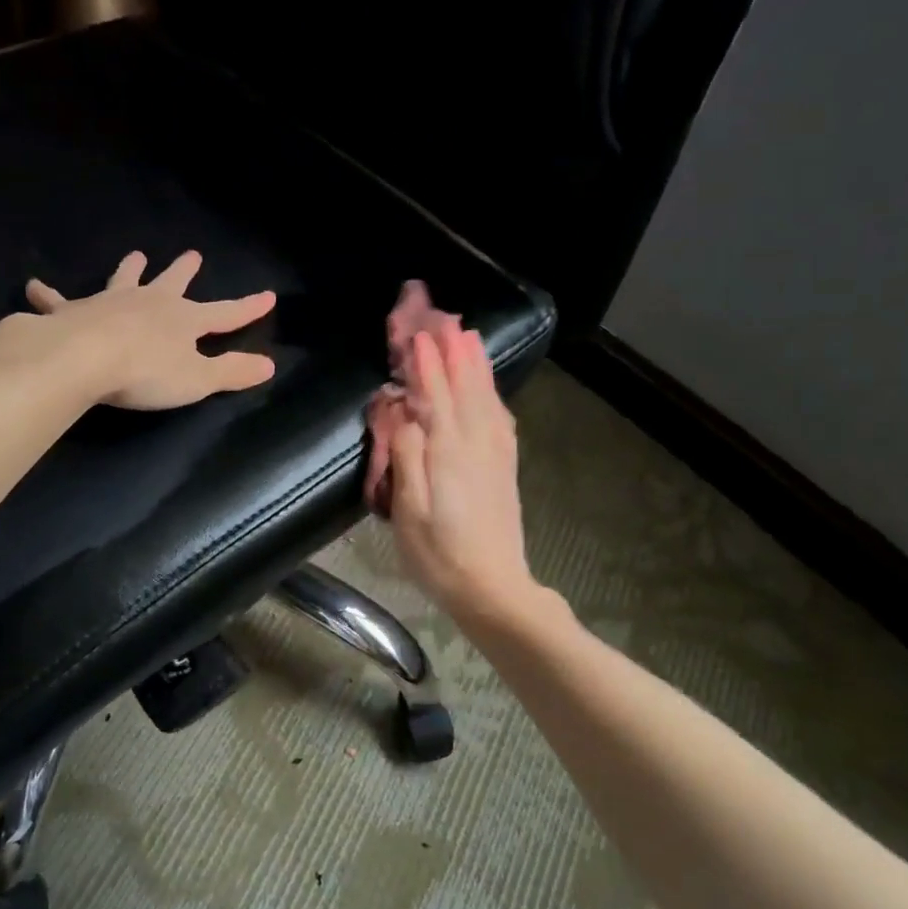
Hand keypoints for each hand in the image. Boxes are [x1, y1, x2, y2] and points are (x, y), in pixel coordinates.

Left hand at [21, 250, 276, 409]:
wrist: (83, 359)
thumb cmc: (145, 372)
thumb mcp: (198, 379)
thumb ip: (232, 372)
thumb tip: (270, 365)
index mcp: (183, 320)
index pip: (225, 314)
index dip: (248, 308)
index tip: (268, 296)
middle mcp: (149, 303)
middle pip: (172, 284)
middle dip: (184, 271)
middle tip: (192, 255)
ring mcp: (109, 303)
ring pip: (124, 280)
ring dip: (130, 269)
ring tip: (136, 255)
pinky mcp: (71, 312)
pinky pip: (57, 301)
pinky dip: (47, 295)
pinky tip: (34, 287)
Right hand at [386, 321, 538, 623]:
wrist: (493, 589)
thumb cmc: (439, 554)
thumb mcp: (408, 511)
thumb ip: (406, 456)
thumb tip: (402, 412)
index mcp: (448, 450)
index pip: (435, 395)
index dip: (426, 363)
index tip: (418, 333)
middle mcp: (477, 443)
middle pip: (465, 387)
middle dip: (454, 352)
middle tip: (445, 319)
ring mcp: (496, 455)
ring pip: (486, 398)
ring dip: (476, 366)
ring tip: (470, 337)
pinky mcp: (505, 468)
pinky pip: (500, 418)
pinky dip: (492, 394)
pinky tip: (490, 389)